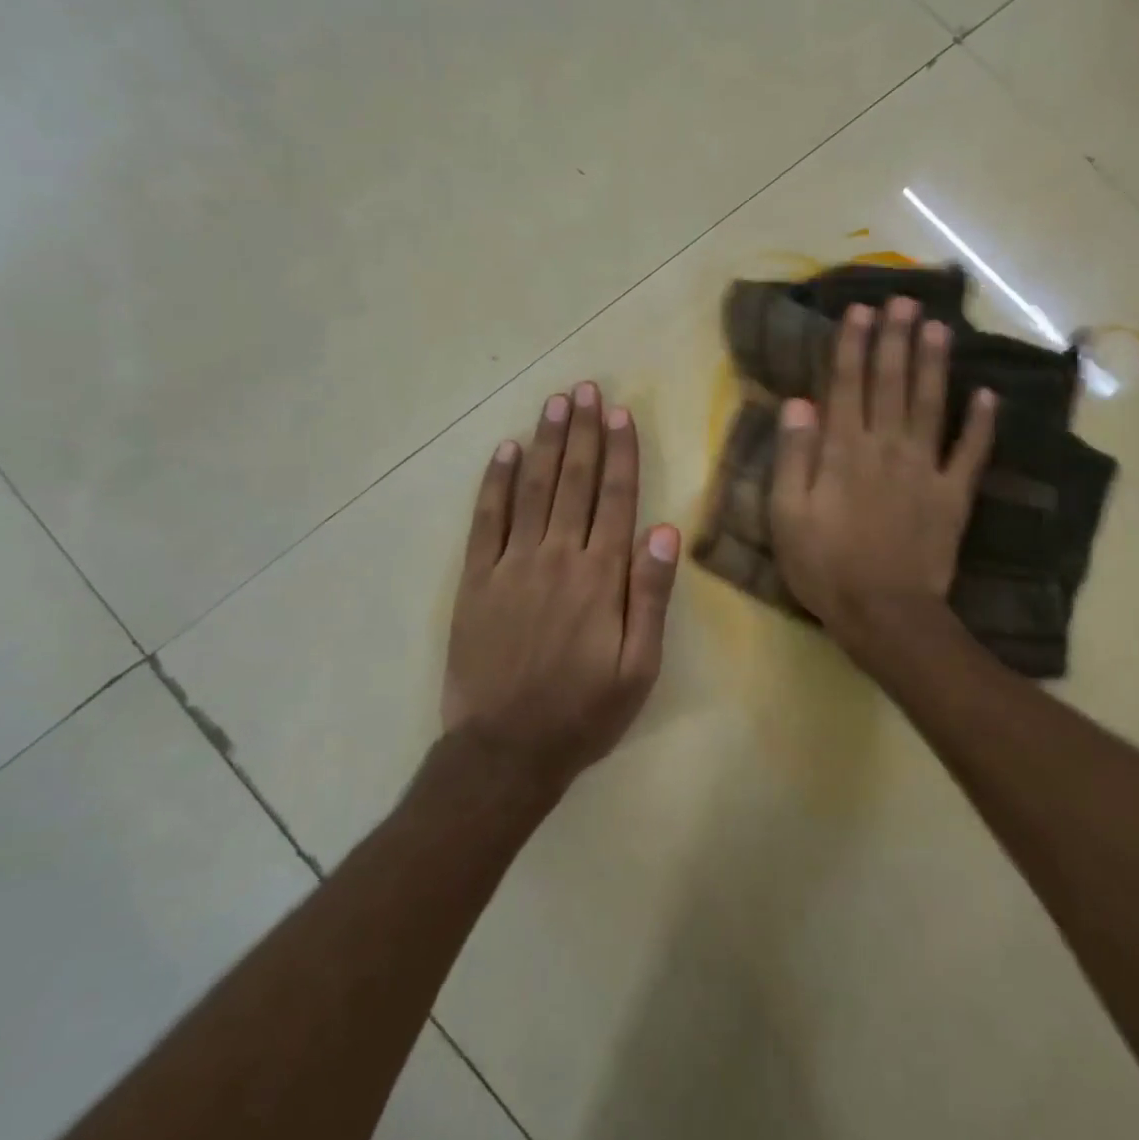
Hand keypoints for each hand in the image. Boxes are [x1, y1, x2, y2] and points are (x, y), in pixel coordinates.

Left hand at [444, 382, 680, 793]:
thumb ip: (650, 595)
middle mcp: (556, 556)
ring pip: (531, 488)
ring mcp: (511, 564)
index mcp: (600, 575)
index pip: (615, 497)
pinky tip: (503, 450)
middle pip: (574, 480)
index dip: (619, 451)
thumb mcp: (639, 666)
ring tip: (554, 403)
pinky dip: (494, 481)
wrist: (505, 750)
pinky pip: (485, 519)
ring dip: (545, 442)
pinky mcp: (475, 579)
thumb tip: (663, 529)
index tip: (619, 412)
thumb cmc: (584, 711)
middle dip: (582, 431)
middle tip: (585, 389)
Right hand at [769, 299, 994, 656]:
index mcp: (844, 451)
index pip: (847, 385)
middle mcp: (886, 447)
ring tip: (938, 326)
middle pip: (891, 383)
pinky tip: (989, 395)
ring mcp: (925, 469)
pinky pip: (971, 453)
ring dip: (934, 364)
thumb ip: (793, 457)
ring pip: (930, 405)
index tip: (859, 310)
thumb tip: (798, 403)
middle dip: (895, 339)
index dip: (852, 345)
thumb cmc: (825, 566)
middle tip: (903, 300)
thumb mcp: (787, 515)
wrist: (884, 613)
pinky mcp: (953, 495)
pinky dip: (981, 424)